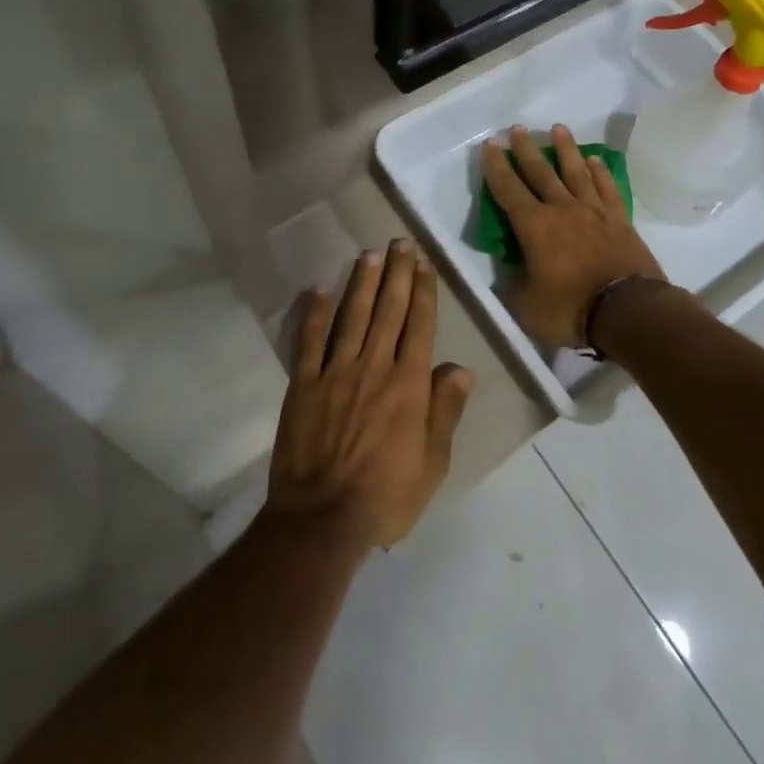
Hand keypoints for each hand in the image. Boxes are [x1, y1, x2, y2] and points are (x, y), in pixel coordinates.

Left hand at [267, 241, 474, 549]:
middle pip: (388, 311)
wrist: (322, 519)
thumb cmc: (386, 495)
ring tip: (369, 255)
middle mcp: (374, 367)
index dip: (423, 292)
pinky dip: (314, 315)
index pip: (419, 326)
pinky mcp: (303, 385)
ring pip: (352, 317)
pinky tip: (318, 290)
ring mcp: (336, 373)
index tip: (425, 264)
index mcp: (408, 385)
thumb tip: (460, 368)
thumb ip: (445, 412)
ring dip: (362, 284)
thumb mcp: (432, 463)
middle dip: (397, 274)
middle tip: (400, 243)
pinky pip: (309, 342)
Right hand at [481, 124, 665, 347]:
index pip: (508, 189)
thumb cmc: (571, 308)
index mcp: (534, 226)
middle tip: (517, 128)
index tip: (490, 145)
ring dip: (566, 149)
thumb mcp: (527, 306)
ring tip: (558, 129)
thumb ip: (513, 286)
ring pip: (576, 171)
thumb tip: (508, 275)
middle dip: (526, 149)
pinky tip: (595, 160)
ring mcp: (594, 211)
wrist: (628, 310)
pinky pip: (607, 187)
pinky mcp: (620, 220)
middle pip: (541, 172)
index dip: (496, 167)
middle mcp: (562, 209)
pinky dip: (600, 172)